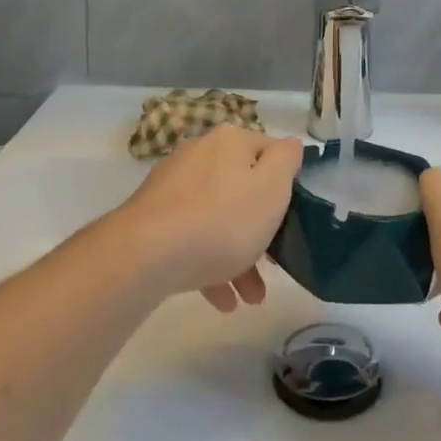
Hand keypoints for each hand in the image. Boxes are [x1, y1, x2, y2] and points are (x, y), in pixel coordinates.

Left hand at [116, 125, 302, 312]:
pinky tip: (221, 299)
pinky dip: (208, 264)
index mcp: (230, 141)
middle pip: (242, 189)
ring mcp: (172, 185)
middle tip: (273, 265)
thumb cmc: (222, 220)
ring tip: (250, 297)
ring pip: (217, 217)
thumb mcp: (272, 188)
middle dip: (261, 230)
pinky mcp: (153, 217)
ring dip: (238, 255)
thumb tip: (289, 145)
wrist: (146, 255)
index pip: (270, 152)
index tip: (293, 219)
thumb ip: (286, 161)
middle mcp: (200, 154)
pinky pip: (191, 236)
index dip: (286, 183)